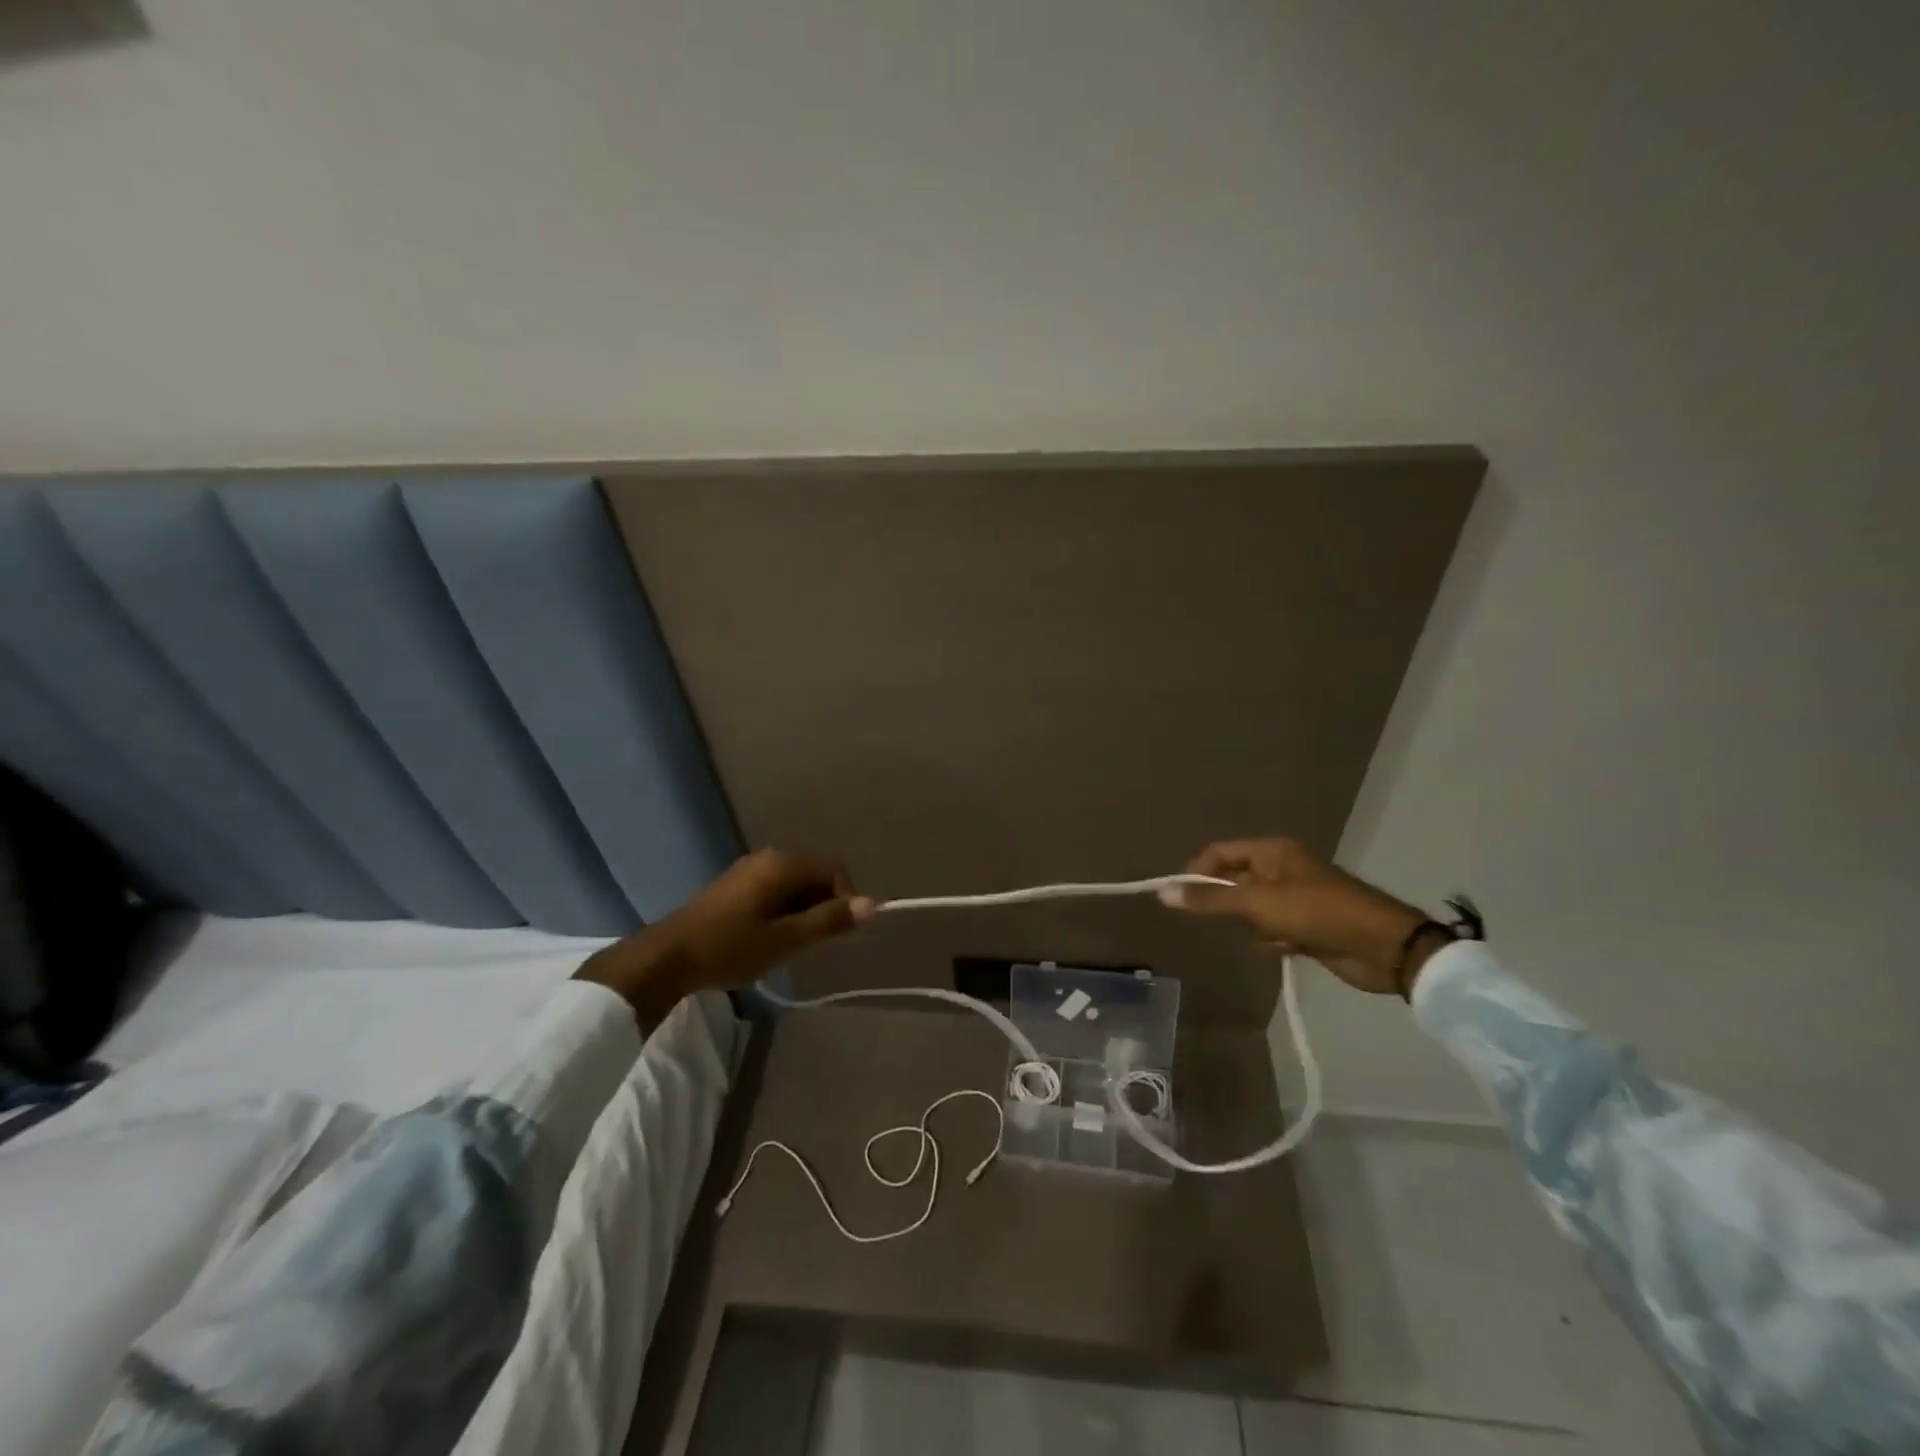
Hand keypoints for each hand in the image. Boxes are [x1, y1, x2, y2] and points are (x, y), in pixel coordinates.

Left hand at [576, 849, 872, 1025]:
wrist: (668, 957)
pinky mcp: (735, 885)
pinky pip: (774, 890)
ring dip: (803, 910)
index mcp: (783, 864)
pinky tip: (769, 938)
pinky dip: (783, 910)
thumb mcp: (786, 939)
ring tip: (792, 944)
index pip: (834, 870)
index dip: (846, 898)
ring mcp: (748, 870)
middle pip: (814, 875)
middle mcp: (768, 857)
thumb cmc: (731, 947)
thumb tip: (872, 904)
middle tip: (814, 943)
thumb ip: (829, 920)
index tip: (838, 933)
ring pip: (794, 884)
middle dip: (824, 905)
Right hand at [1159, 837, 1438, 996]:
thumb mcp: (1256, 904)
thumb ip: (1209, 900)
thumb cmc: (1315, 912)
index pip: (1218, 853)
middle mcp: (1281, 868)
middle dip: (1228, 904)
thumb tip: (1162, 892)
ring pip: (1252, 909)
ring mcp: (1295, 897)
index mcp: (1271, 851)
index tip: (1178, 899)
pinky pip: (1272, 929)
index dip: (1195, 873)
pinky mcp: (1307, 924)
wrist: (1382, 946)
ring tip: (1268, 936)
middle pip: (1234, 881)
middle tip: (1225, 922)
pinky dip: (1273, 940)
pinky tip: (1285, 949)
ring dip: (1253, 926)